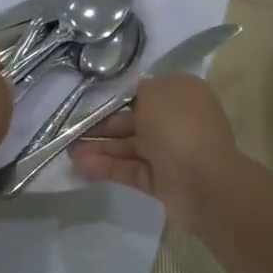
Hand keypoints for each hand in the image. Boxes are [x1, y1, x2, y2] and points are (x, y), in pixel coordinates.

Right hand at [69, 74, 238, 224]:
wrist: (204, 182)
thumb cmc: (178, 125)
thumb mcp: (154, 92)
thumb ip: (137, 90)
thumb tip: (133, 93)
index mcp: (182, 93)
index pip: (145, 91)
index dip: (116, 96)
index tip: (89, 100)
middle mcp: (178, 120)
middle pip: (133, 119)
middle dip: (102, 125)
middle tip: (70, 129)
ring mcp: (170, 152)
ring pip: (129, 146)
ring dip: (99, 147)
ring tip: (68, 152)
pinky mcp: (161, 180)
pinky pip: (130, 169)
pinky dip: (107, 166)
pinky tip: (81, 166)